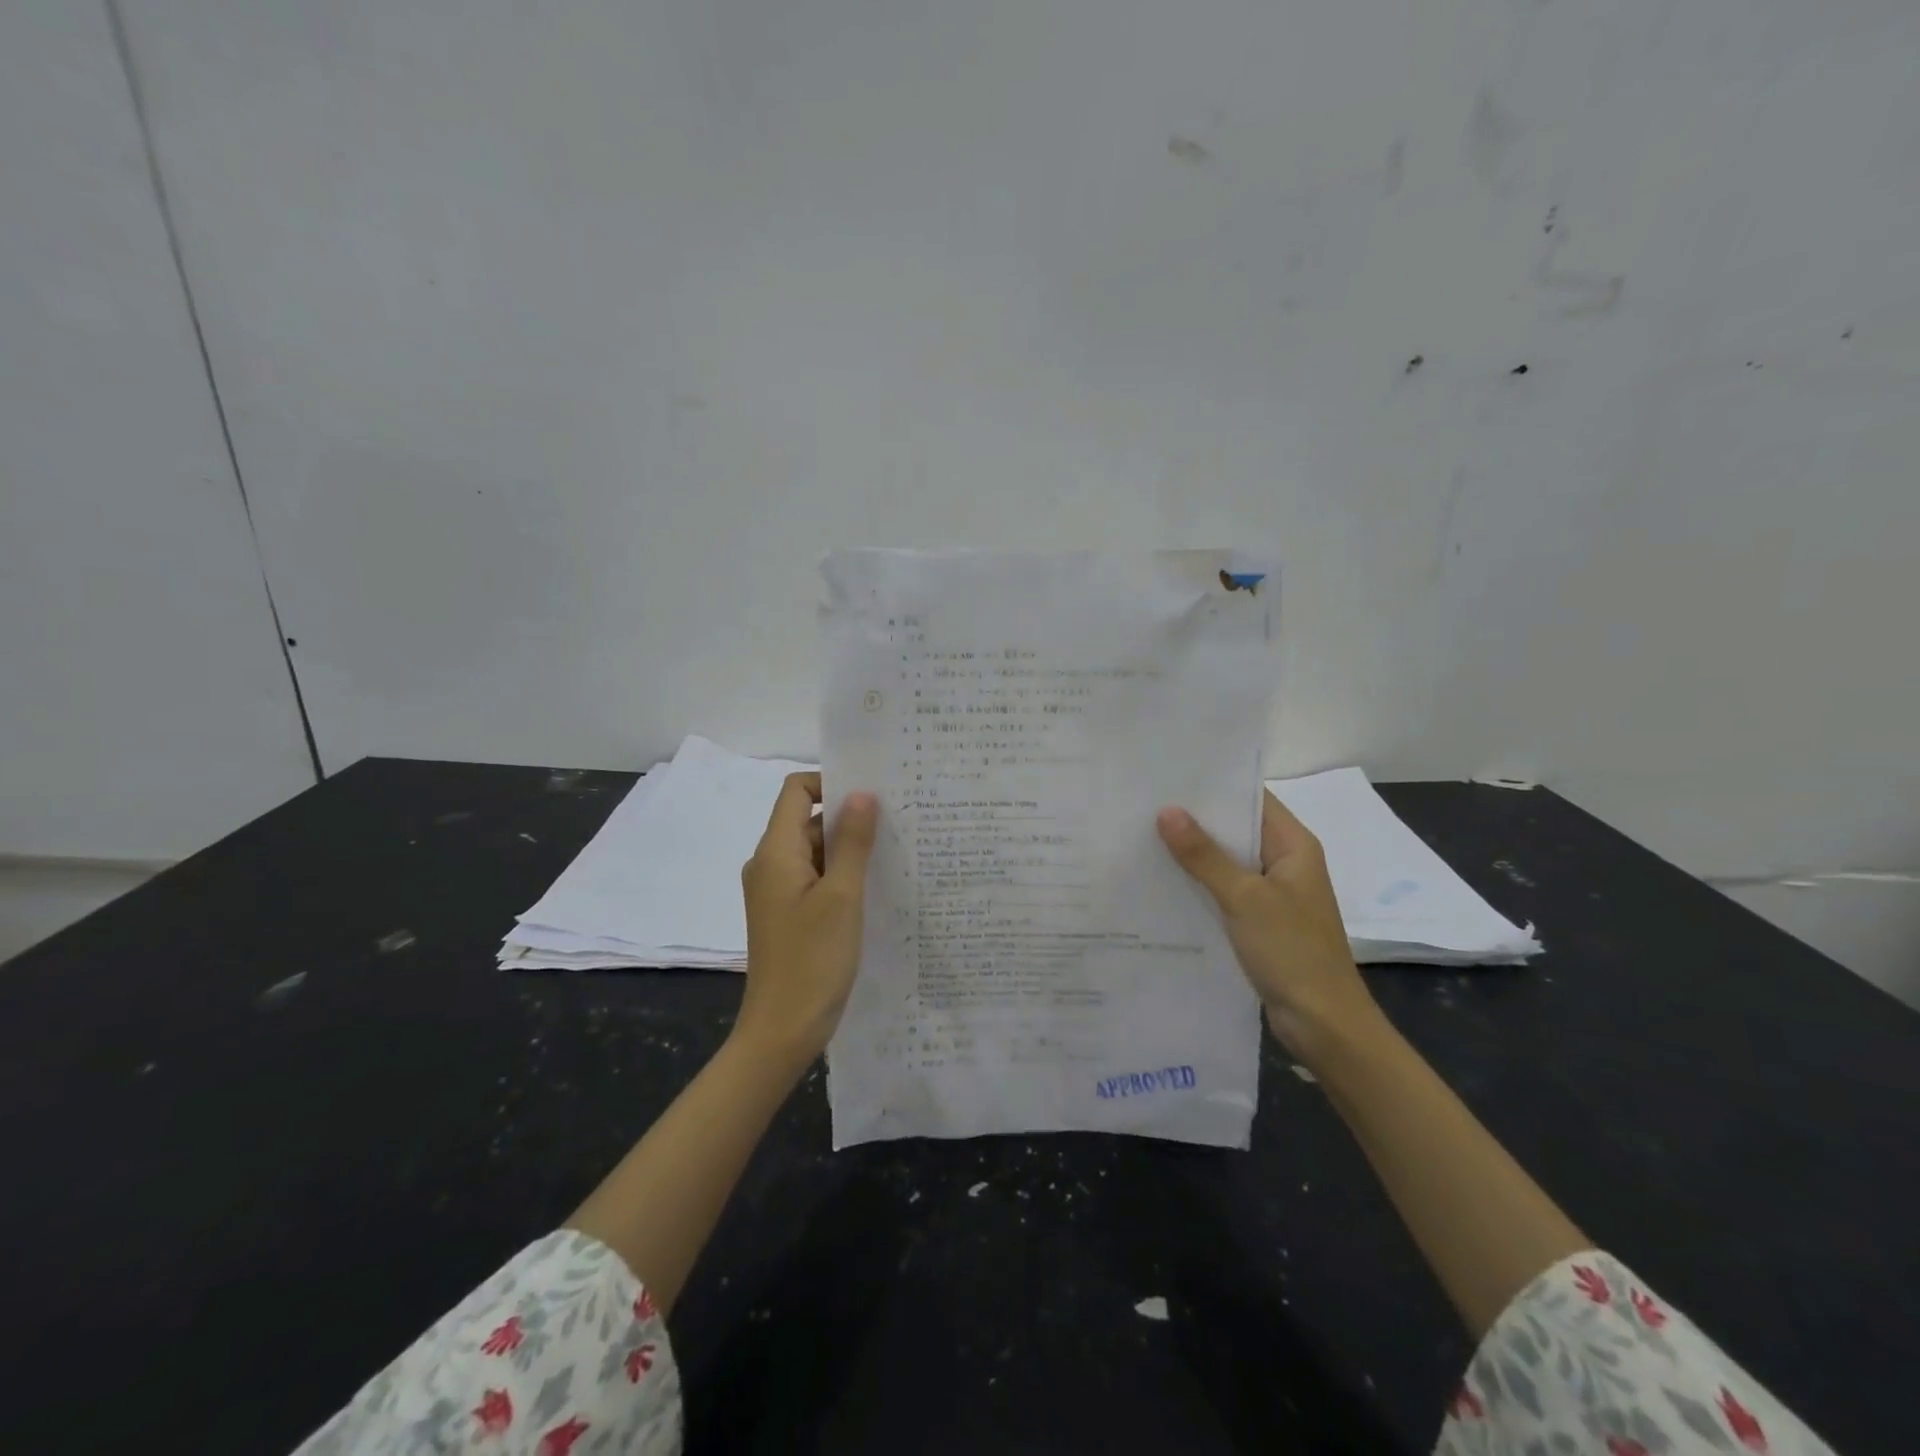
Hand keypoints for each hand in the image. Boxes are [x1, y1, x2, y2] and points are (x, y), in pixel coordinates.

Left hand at [737, 772, 879, 1066]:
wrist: (782, 1031)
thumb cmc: (813, 960)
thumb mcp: (842, 896)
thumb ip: (853, 842)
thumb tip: (862, 793)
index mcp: (775, 852)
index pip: (796, 791)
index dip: (831, 782)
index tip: (872, 794)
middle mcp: (770, 864)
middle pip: (808, 820)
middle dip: (849, 818)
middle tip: (898, 822)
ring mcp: (778, 891)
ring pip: (815, 851)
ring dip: (849, 849)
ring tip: (895, 852)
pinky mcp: (788, 913)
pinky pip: (815, 878)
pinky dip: (841, 875)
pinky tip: (876, 885)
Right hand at [1157, 791, 1383, 1062]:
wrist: (1324, 1025)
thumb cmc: (1292, 952)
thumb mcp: (1244, 898)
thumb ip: (1204, 855)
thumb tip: (1167, 811)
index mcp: (1294, 846)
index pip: (1251, 799)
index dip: (1214, 786)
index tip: (1168, 776)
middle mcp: (1285, 863)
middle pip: (1236, 829)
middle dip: (1195, 819)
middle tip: (1144, 804)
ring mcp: (1273, 894)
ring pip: (1227, 862)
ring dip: (1193, 854)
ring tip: (1143, 836)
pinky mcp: (1260, 922)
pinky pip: (1225, 892)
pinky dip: (1199, 885)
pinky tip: (1162, 882)